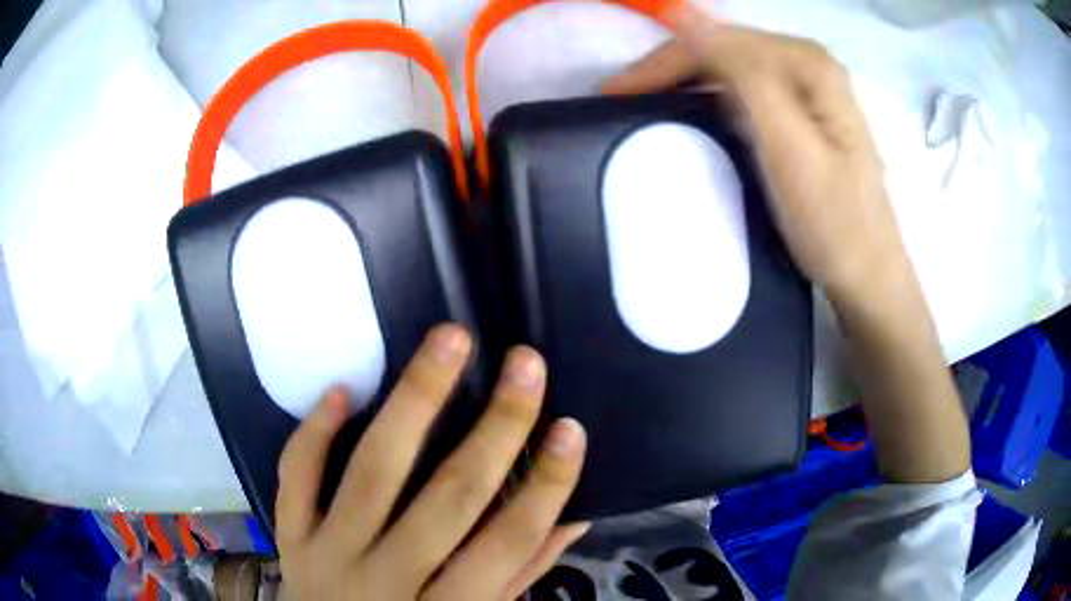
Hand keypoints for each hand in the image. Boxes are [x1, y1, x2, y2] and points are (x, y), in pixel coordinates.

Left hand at [276, 324, 588, 599]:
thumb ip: (520, 573)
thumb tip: (575, 515)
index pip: (509, 543)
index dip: (546, 486)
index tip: (571, 427)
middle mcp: (388, 582)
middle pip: (449, 498)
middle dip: (496, 427)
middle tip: (525, 363)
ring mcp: (330, 556)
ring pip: (373, 473)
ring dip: (415, 401)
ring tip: (450, 342)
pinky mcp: (290, 537)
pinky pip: (296, 478)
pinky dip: (313, 434)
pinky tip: (341, 390)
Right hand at [604, 7, 908, 307]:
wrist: (868, 276)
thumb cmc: (832, 223)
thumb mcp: (789, 147)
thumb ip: (745, 74)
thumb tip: (687, 16)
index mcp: (808, 63)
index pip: (720, 41)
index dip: (663, 60)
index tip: (616, 93)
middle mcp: (810, 64)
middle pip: (726, 48)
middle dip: (671, 68)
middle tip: (622, 97)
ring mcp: (810, 89)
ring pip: (733, 67)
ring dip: (687, 80)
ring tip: (646, 102)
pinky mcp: (806, 115)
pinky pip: (747, 89)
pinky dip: (712, 96)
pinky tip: (691, 109)